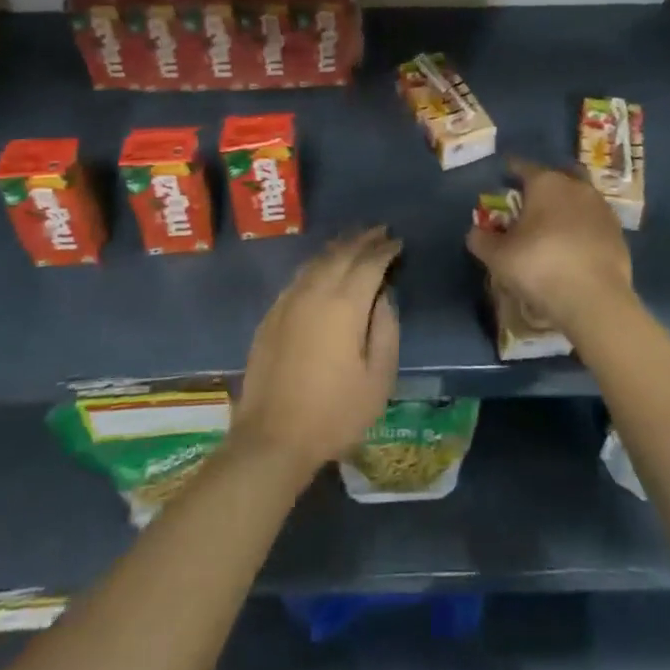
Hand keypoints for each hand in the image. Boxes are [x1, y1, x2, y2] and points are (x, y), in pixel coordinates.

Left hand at [231, 227, 400, 479]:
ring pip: (318, 260)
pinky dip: (317, 264)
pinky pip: (299, 276)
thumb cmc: (334, 413)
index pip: (369, 263)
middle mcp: (316, 291)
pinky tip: (322, 267)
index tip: (398, 243)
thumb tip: (384, 297)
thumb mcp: (378, 379)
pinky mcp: (272, 314)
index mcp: (345, 304)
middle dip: (364, 240)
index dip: (385, 250)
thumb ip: (386, 330)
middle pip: (342, 253)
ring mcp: (289, 300)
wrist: (272, 438)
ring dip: (339, 247)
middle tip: (380, 232)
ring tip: (355, 241)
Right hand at [467, 157, 632, 333]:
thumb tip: (475, 231)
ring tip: (554, 225)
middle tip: (532, 201)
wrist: (595, 299)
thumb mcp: (498, 257)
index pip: (523, 167)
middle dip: (545, 184)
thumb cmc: (540, 267)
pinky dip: (582, 227)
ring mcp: (601, 208)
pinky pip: (593, 221)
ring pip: (579, 197)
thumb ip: (482, 240)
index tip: (504, 173)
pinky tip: (574, 245)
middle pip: (557, 176)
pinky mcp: (617, 232)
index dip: (511, 170)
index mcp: (545, 183)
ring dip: (567, 205)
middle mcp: (575, 186)